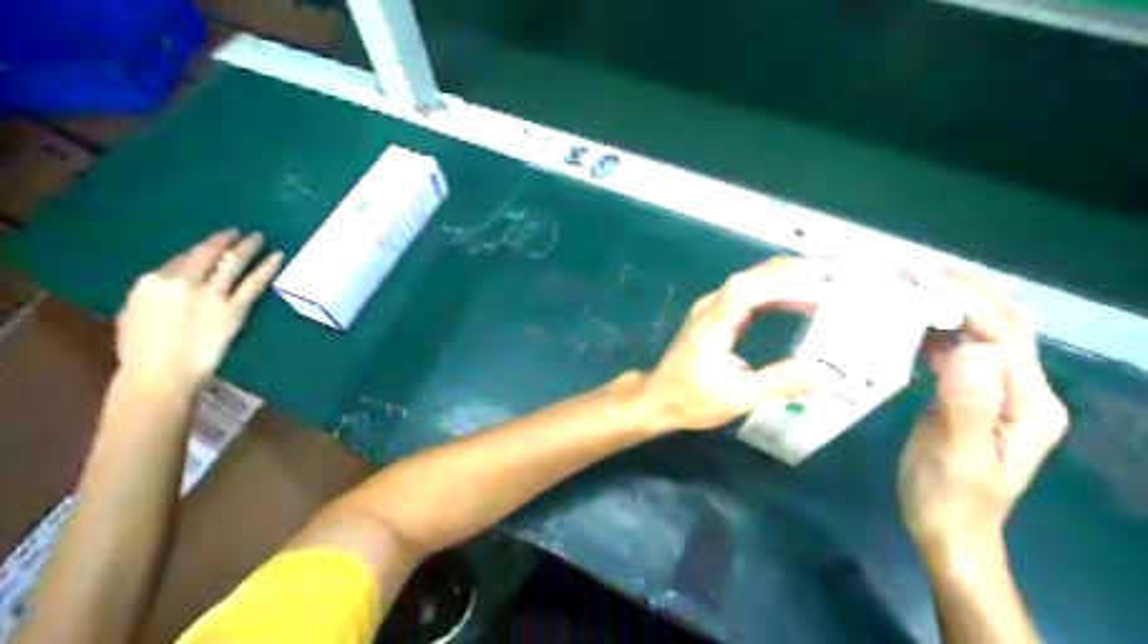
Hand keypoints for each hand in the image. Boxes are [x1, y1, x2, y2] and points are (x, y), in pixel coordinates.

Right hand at [115, 228, 283, 394]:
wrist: (160, 375)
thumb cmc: (141, 353)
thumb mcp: (133, 316)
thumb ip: (153, 297)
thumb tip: (167, 288)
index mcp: (151, 282)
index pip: (181, 259)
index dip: (200, 251)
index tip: (212, 246)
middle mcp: (181, 282)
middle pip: (207, 254)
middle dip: (224, 240)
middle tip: (238, 233)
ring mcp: (210, 295)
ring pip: (231, 263)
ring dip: (247, 247)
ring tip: (259, 238)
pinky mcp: (234, 310)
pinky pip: (253, 283)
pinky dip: (267, 268)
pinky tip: (277, 257)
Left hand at [636, 257, 834, 431]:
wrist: (659, 397)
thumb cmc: (692, 399)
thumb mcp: (737, 398)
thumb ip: (779, 383)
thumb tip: (827, 375)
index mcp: (713, 323)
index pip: (746, 290)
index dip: (783, 285)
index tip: (822, 292)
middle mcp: (713, 305)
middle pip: (755, 276)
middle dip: (798, 271)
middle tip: (841, 274)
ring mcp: (716, 306)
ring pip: (756, 279)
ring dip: (793, 277)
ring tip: (834, 282)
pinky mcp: (721, 312)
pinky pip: (755, 292)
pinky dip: (783, 291)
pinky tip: (808, 302)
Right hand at [902, 272, 1071, 557]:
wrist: (950, 533)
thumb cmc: (948, 499)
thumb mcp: (955, 456)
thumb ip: (967, 403)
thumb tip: (970, 349)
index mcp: (1028, 403)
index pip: (1004, 334)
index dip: (965, 300)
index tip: (919, 278)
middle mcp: (1025, 390)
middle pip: (1004, 324)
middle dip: (964, 290)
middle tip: (913, 271)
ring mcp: (1002, 391)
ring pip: (982, 333)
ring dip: (949, 305)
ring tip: (906, 287)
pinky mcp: (976, 395)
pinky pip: (962, 350)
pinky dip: (938, 330)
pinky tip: (909, 325)